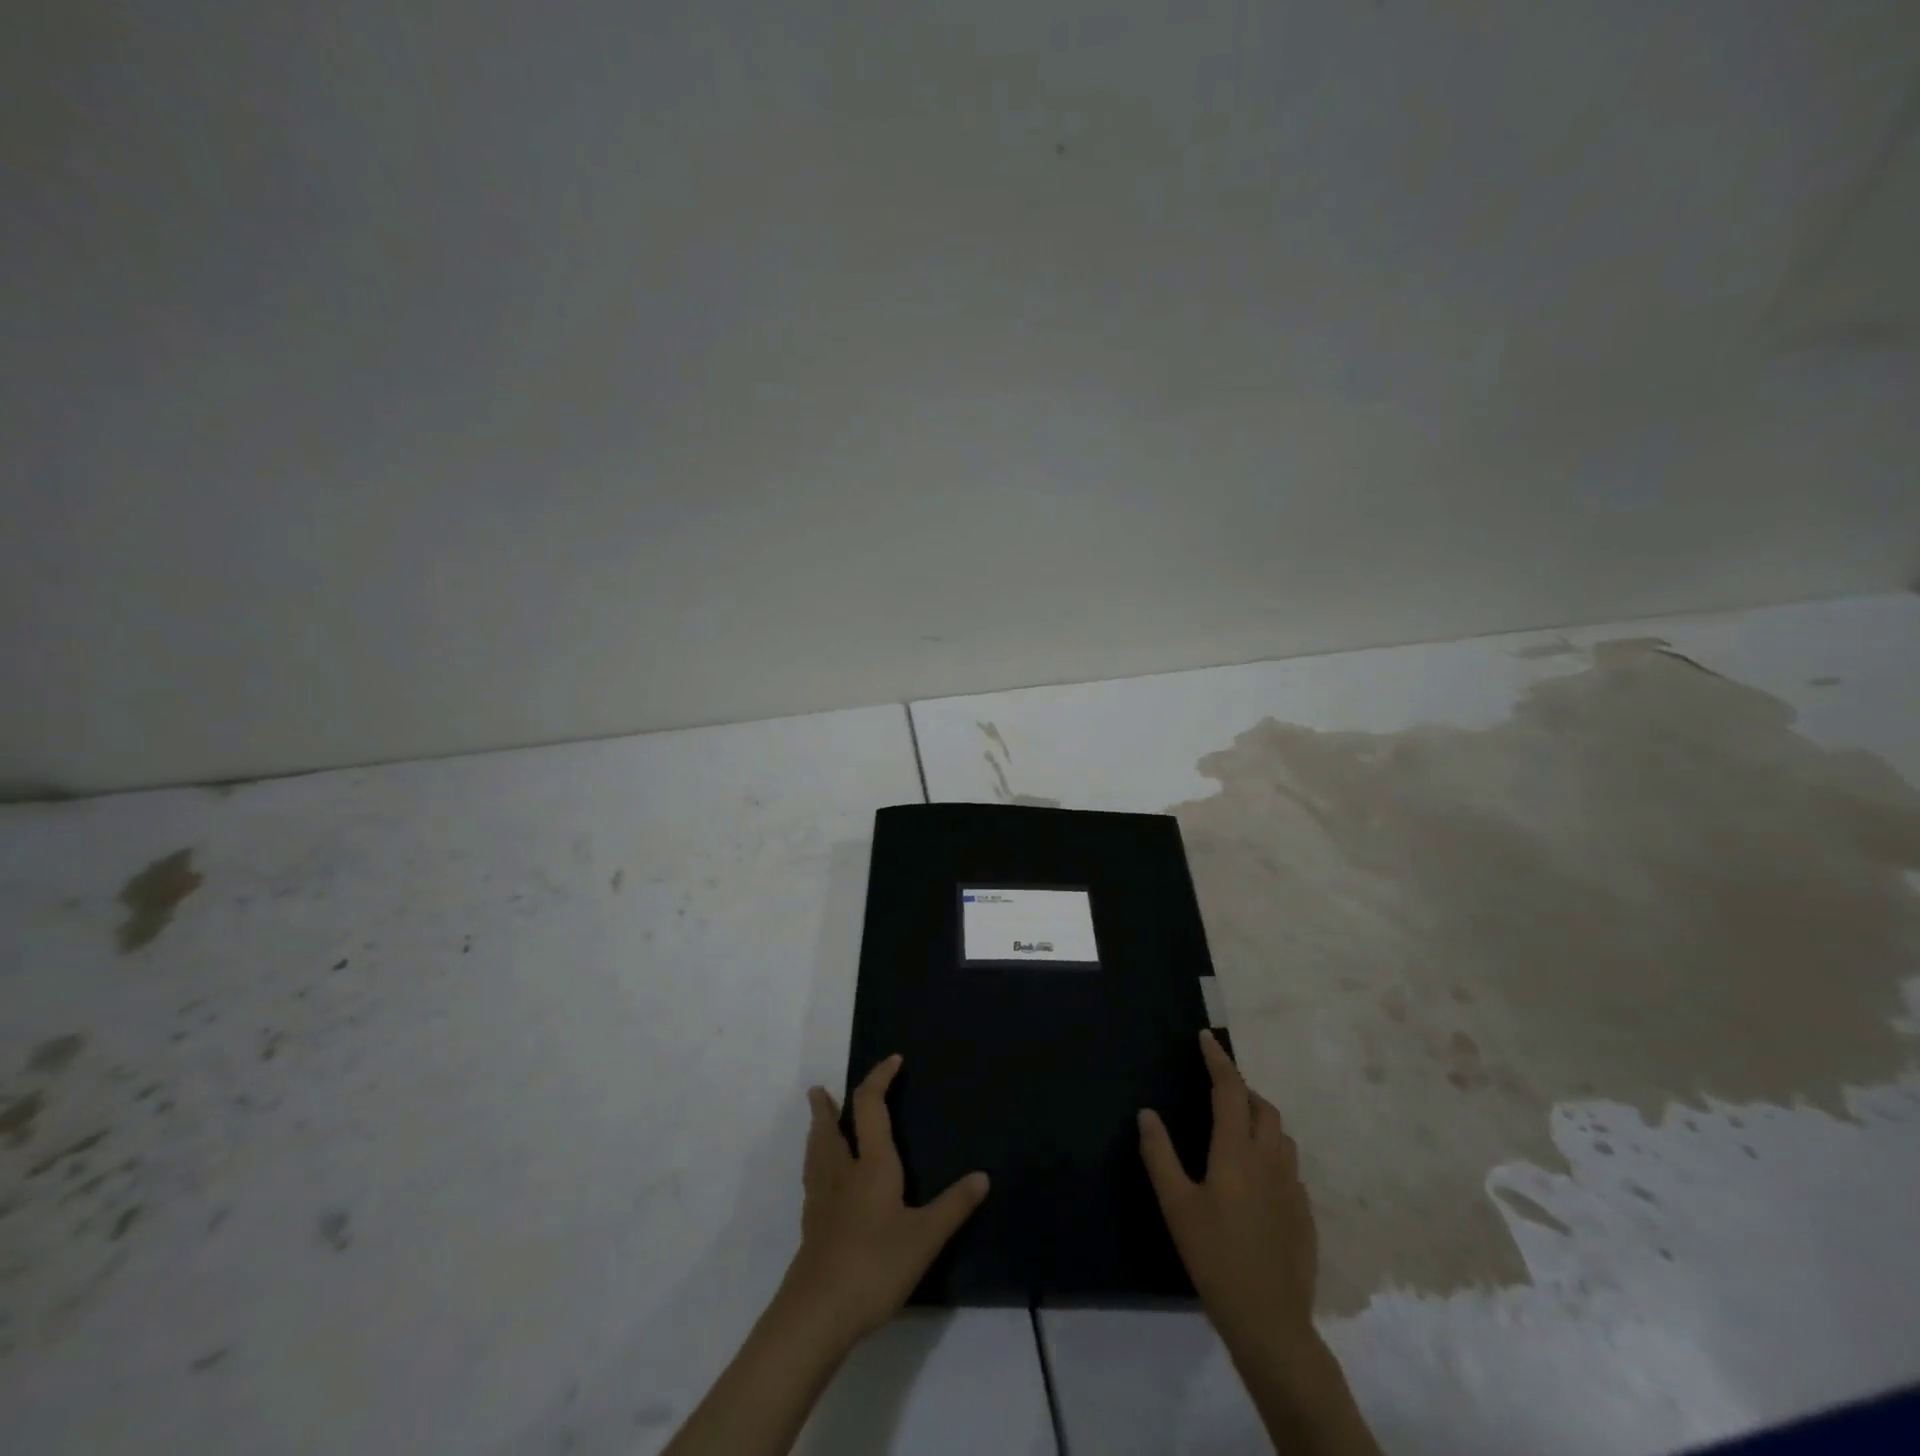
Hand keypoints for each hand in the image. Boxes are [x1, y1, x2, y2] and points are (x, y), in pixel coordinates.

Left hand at [781, 1054, 989, 1340]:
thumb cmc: (875, 1265)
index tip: (893, 1061)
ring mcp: (822, 1200)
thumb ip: (953, 1206)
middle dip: (827, 1106)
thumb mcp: (925, 1237)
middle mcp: (843, 1172)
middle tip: (818, 1090)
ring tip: (816, 1121)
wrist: (818, 1313)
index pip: (871, 1106)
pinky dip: (816, 1165)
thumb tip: (982, 1176)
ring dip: (816, 1131)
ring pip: (816, 1152)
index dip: (879, 1079)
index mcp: (872, 1165)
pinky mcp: (812, 1226)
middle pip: (830, 1127)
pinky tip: (820, 1180)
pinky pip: (813, 1180)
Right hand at [1138, 1030, 1316, 1344]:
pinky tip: (1256, 1178)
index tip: (1206, 1038)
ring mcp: (1293, 1187)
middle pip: (1262, 1107)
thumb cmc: (1215, 1257)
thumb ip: (1159, 1154)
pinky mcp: (1305, 1213)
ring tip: (1237, 1128)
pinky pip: (1289, 1166)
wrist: (1270, 1322)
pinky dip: (1272, 1153)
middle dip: (1241, 1089)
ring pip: (1281, 1135)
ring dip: (1260, 1119)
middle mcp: (1270, 1159)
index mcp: (1237, 1152)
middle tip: (1217, 1089)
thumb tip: (1147, 1112)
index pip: (1229, 1090)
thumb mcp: (1176, 1205)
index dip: (1218, 1060)